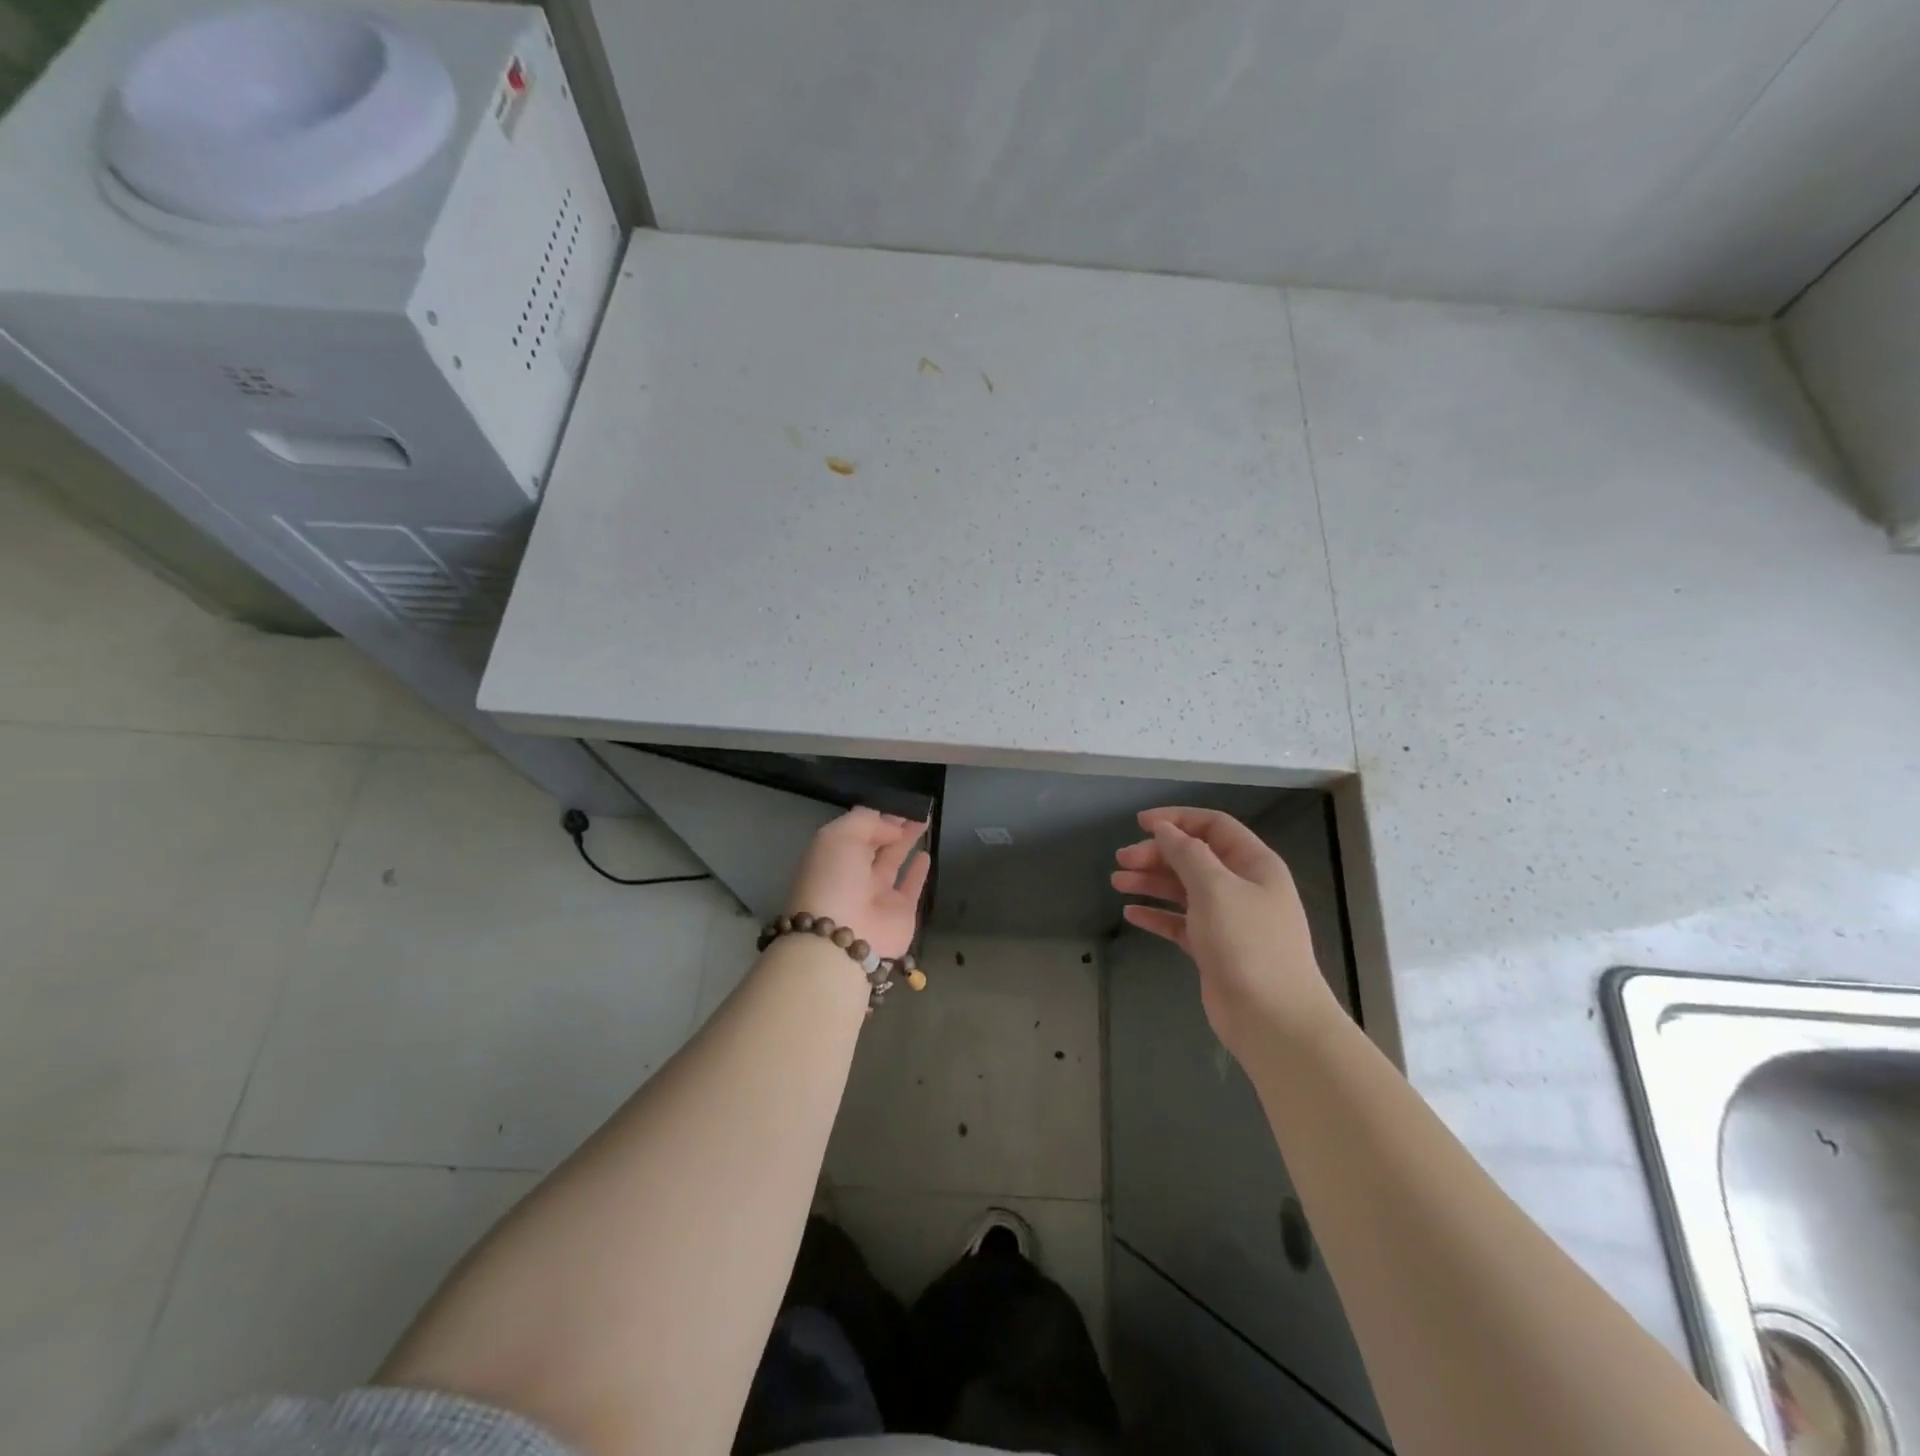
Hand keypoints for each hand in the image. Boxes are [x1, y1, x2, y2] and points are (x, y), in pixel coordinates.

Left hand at [785, 808, 929, 959]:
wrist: (844, 937)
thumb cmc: (835, 879)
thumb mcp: (840, 836)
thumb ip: (867, 821)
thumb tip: (893, 827)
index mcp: (833, 855)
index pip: (857, 829)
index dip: (877, 815)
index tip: (899, 802)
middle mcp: (853, 874)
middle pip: (875, 843)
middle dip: (893, 825)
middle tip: (916, 808)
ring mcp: (877, 895)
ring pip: (894, 861)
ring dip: (907, 841)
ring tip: (923, 822)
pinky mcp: (900, 912)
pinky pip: (911, 887)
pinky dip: (919, 871)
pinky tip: (927, 854)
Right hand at [1111, 807, 1339, 1056]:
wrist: (1273, 1019)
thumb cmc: (1248, 943)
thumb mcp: (1216, 888)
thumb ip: (1187, 854)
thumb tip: (1165, 829)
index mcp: (1254, 864)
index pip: (1213, 826)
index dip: (1177, 819)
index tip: (1140, 823)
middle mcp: (1242, 886)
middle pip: (1194, 857)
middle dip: (1157, 854)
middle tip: (1122, 860)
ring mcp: (1228, 920)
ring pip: (1184, 889)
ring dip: (1151, 882)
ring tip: (1117, 882)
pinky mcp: (1213, 949)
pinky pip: (1180, 922)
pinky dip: (1157, 915)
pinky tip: (1131, 914)